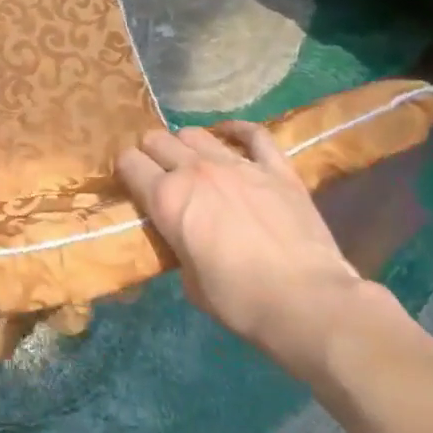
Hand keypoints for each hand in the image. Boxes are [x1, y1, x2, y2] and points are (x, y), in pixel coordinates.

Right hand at [116, 122, 399, 380]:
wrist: (306, 301)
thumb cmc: (238, 300)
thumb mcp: (187, 278)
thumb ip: (176, 242)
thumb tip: (181, 233)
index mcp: (166, 198)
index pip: (128, 162)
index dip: (125, 170)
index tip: (131, 183)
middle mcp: (195, 171)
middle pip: (157, 139)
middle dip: (151, 153)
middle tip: (159, 173)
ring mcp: (238, 164)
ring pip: (196, 133)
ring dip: (186, 145)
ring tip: (192, 162)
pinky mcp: (277, 169)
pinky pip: (253, 134)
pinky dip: (237, 131)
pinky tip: (230, 134)